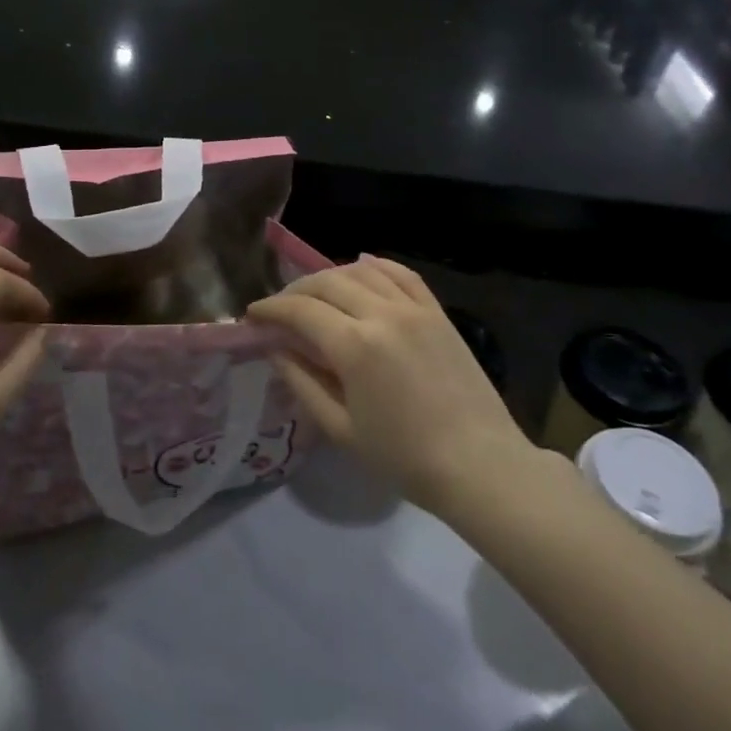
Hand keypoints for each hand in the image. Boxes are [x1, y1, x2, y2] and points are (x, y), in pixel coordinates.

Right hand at [247, 258, 530, 512]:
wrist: (478, 463)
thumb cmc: (403, 457)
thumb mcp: (341, 429)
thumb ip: (303, 383)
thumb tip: (277, 351)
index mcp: (355, 346)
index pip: (300, 311)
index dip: (271, 309)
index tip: (252, 316)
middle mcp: (382, 313)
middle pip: (327, 282)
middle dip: (295, 290)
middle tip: (279, 308)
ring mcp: (414, 308)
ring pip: (362, 272)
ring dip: (330, 276)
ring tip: (315, 294)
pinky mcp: (437, 312)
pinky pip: (401, 274)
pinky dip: (375, 267)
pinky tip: (362, 272)